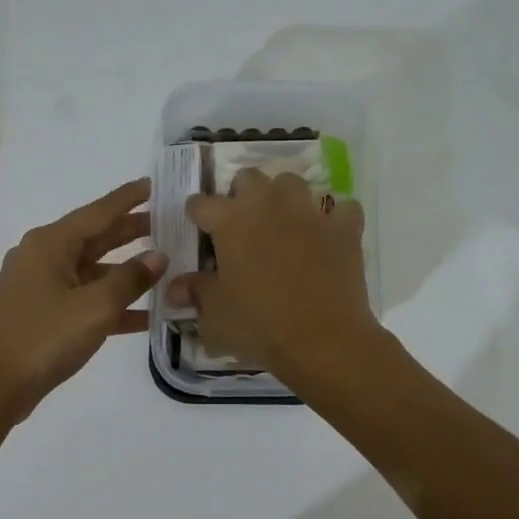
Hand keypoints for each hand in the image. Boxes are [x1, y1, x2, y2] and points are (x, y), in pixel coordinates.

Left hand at [0, 178, 166, 417]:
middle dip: (129, 231)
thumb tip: (158, 257)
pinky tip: (145, 314)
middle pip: (95, 237)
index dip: (127, 199)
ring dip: (125, 271)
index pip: (98, 212)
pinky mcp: (43, 312)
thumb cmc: (47, 337)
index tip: (152, 184)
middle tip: (165, 222)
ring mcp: (41, 285)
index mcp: (51, 244)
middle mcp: (43, 256)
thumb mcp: (96, 306)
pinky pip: (84, 297)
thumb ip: (131, 278)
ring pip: (92, 269)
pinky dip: (110, 302)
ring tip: (162, 265)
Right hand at [167, 168, 378, 383]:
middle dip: (241, 195)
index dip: (197, 215)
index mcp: (230, 221)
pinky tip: (330, 237)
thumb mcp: (215, 316)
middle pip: (248, 178)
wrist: (323, 340)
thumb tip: (174, 288)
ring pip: (292, 182)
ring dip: (284, 197)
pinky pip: (342, 210)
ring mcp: (309, 213)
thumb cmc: (259, 327)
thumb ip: (196, 293)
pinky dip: (335, 220)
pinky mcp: (344, 229)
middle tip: (242, 225)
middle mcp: (268, 205)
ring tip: (283, 223)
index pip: (201, 203)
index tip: (199, 228)